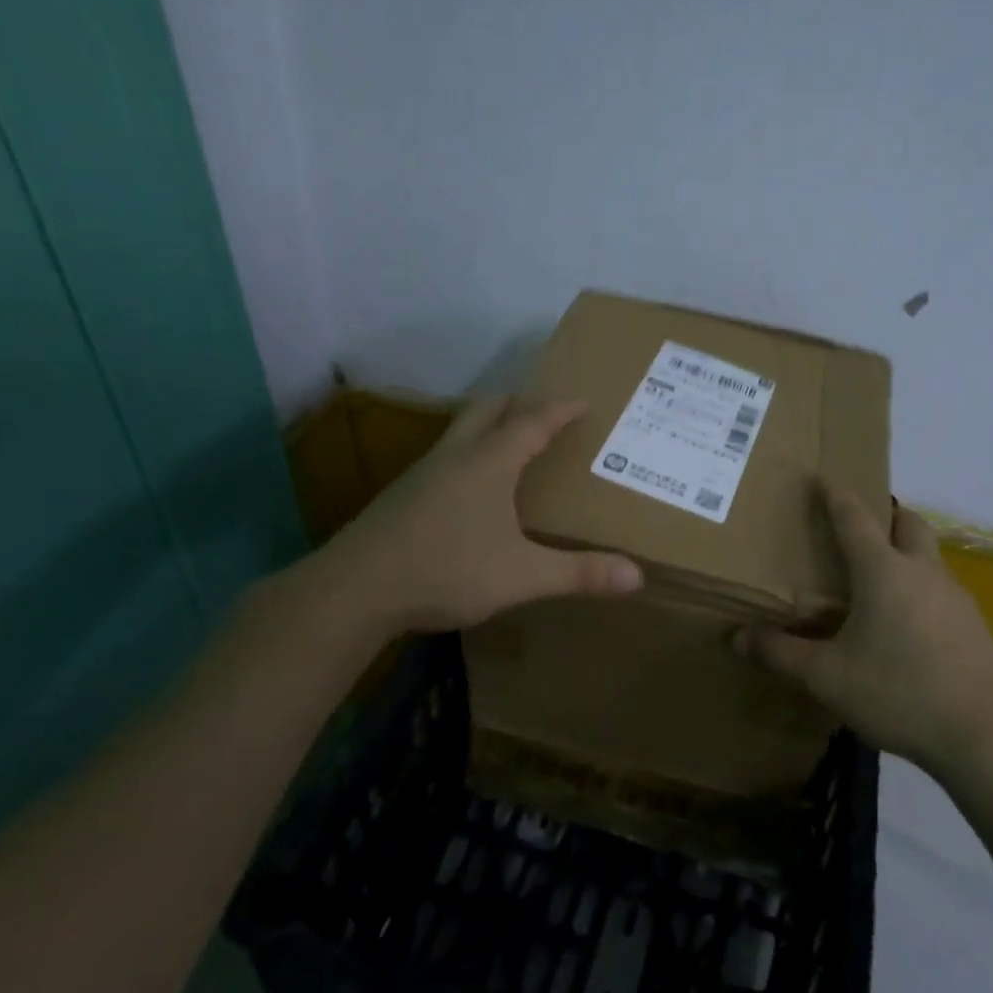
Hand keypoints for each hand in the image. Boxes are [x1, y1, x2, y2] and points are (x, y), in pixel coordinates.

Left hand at [309, 397, 642, 637]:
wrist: (353, 591)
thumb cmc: (446, 571)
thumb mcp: (522, 576)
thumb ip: (579, 573)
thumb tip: (638, 576)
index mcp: (489, 462)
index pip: (532, 422)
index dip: (561, 410)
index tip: (584, 401)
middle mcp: (455, 456)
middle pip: (488, 409)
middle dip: (519, 404)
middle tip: (546, 413)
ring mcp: (423, 473)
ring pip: (461, 431)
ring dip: (490, 426)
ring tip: (513, 445)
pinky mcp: (402, 496)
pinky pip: (445, 457)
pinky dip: (469, 454)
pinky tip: (472, 489)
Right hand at [735, 481, 992, 777]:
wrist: (985, 733)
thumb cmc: (898, 691)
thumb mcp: (827, 677)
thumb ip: (781, 654)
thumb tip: (737, 637)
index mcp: (883, 571)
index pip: (855, 519)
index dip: (836, 496)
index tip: (824, 477)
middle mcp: (923, 572)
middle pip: (908, 524)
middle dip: (886, 514)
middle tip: (863, 524)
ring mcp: (956, 597)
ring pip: (929, 557)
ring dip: (906, 552)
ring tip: (880, 578)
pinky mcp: (975, 626)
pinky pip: (942, 590)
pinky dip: (921, 588)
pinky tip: (908, 625)